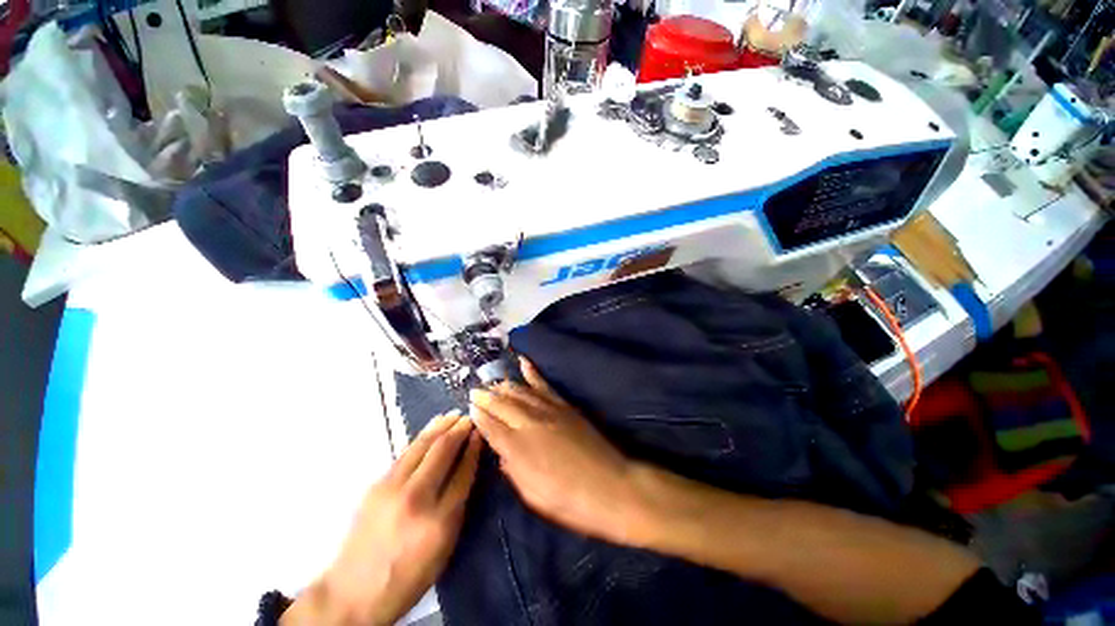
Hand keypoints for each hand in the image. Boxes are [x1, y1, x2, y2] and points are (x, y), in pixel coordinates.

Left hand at [283, 413, 481, 625]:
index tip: (480, 434)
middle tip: (469, 418)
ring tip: (454, 415)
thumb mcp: (444, 548)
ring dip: (441, 427)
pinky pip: (406, 453)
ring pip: (422, 446)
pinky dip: (422, 437)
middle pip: (443, 452)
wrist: (353, 592)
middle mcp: (416, 499)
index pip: (463, 473)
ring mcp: (393, 489)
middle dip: (459, 431)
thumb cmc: (408, 576)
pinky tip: (431, 428)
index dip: (473, 450)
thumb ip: (457, 506)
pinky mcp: (377, 485)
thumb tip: (466, 469)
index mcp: (439, 521)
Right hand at [469, 358, 645, 544]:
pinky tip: (523, 362)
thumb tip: (501, 452)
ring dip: (504, 386)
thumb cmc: (567, 500)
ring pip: (519, 392)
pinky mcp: (564, 405)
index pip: (490, 426)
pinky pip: (544, 384)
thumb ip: (512, 469)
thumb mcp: (531, 494)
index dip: (478, 416)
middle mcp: (529, 423)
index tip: (470, 409)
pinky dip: (532, 372)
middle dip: (486, 397)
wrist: (609, 486)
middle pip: (502, 404)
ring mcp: (548, 410)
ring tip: (493, 383)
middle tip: (474, 391)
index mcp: (517, 448)